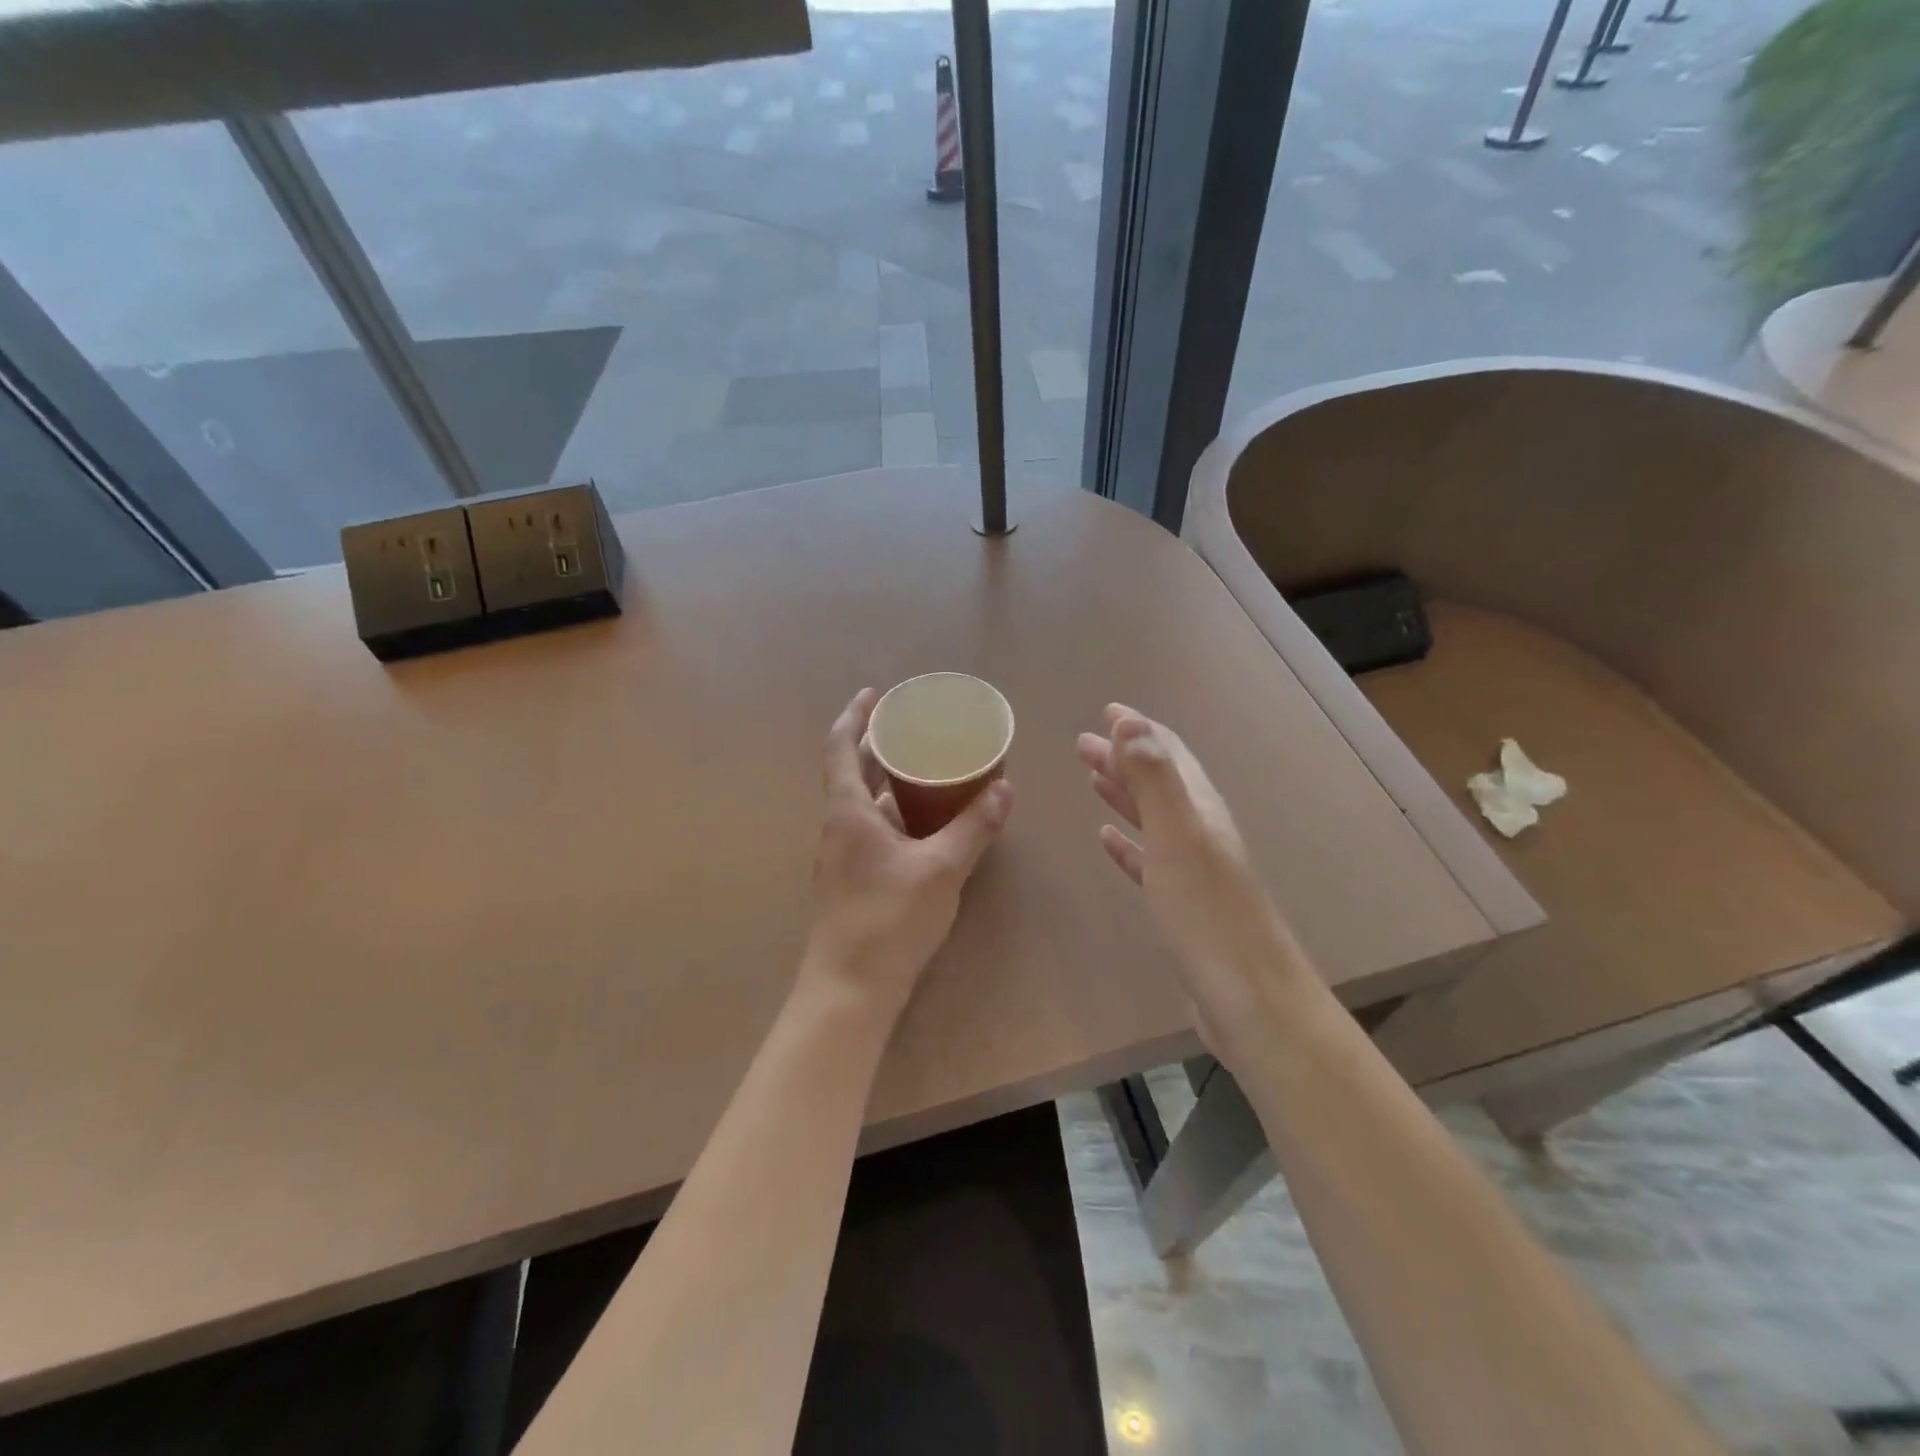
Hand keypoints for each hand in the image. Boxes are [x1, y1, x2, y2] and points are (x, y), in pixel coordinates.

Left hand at [803, 688, 1013, 1020]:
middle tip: (915, 730)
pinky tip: (926, 827)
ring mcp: (842, 857)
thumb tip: (1004, 789)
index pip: (841, 748)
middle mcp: (838, 828)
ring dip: (890, 784)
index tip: (873, 694)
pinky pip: (873, 832)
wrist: (849, 991)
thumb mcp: (941, 869)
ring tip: (927, 771)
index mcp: (848, 813)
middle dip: (879, 747)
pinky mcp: (852, 882)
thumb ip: (974, 828)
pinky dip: (896, 817)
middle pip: (854, 774)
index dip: (854, 717)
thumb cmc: (888, 920)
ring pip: (865, 806)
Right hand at [1078, 705, 1305, 1049]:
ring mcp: (1194, 871)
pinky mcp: (1183, 906)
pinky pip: (1149, 859)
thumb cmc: (1209, 917)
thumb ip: (1154, 779)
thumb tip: (1129, 721)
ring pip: (1153, 818)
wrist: (1250, 1003)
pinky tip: (1108, 840)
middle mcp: (1202, 833)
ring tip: (1092, 777)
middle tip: (1083, 743)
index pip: (1169, 755)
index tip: (1106, 711)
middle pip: (1160, 783)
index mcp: (1202, 811)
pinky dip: (1128, 843)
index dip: (1139, 731)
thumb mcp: (1178, 838)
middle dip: (1124, 757)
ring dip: (1124, 794)